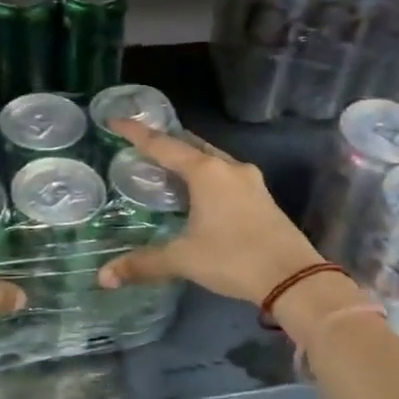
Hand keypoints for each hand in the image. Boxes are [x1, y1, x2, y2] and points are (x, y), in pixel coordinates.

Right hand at [96, 120, 324, 305]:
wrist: (294, 278)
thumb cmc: (234, 258)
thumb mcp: (183, 259)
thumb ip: (143, 263)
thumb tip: (104, 276)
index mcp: (206, 172)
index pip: (163, 145)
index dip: (136, 133)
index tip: (114, 120)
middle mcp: (229, 168)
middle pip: (190, 145)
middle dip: (164, 143)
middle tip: (139, 144)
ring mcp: (250, 181)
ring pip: (211, 159)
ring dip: (187, 159)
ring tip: (165, 167)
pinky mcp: (261, 197)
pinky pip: (225, 175)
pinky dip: (204, 176)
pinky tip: (197, 192)